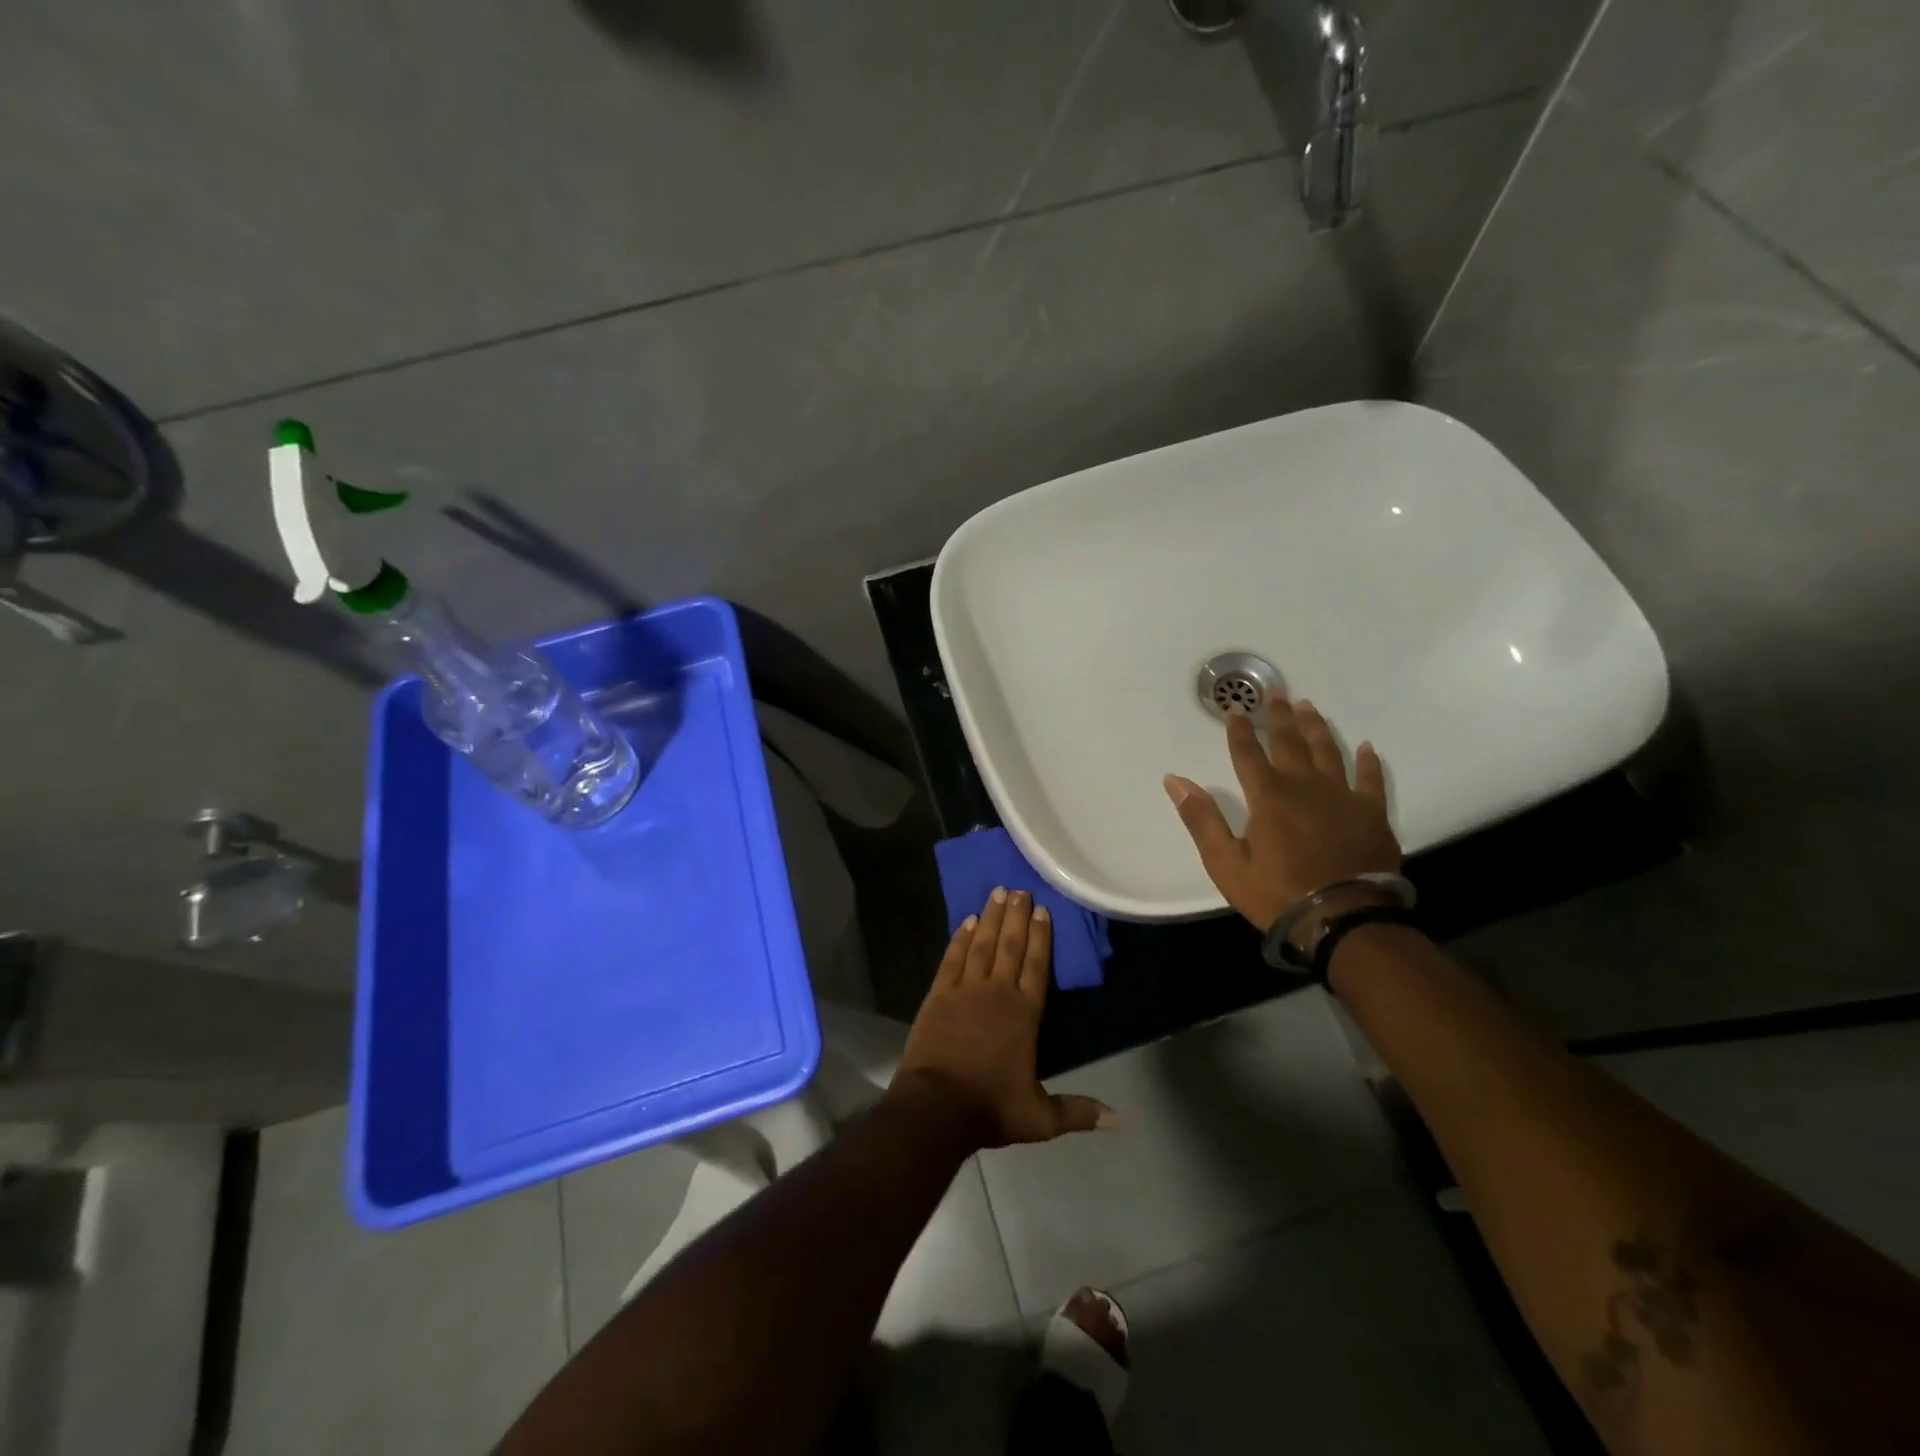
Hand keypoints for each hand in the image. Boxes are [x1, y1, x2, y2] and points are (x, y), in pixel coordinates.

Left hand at [892, 888, 1114, 1148]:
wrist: (936, 1108)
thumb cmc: (990, 1108)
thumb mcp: (1040, 1118)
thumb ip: (1078, 1112)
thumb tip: (1120, 1120)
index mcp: (1024, 1014)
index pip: (1037, 966)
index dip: (1041, 937)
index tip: (1043, 910)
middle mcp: (997, 992)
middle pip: (1010, 946)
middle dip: (1017, 916)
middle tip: (1021, 890)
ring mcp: (965, 990)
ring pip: (982, 944)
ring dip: (991, 917)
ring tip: (997, 892)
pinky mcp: (938, 994)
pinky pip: (953, 958)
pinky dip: (961, 938)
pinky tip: (967, 921)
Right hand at [1164, 696, 1401, 931]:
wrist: (1343, 919)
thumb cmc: (1277, 892)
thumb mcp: (1226, 862)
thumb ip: (1201, 818)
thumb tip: (1175, 780)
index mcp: (1268, 796)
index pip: (1247, 753)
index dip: (1238, 729)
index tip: (1235, 707)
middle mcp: (1305, 786)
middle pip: (1289, 742)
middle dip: (1278, 715)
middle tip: (1276, 691)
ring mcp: (1342, 797)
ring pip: (1328, 751)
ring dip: (1316, 727)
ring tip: (1309, 707)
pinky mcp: (1371, 814)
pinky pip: (1370, 780)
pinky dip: (1368, 762)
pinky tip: (1367, 747)